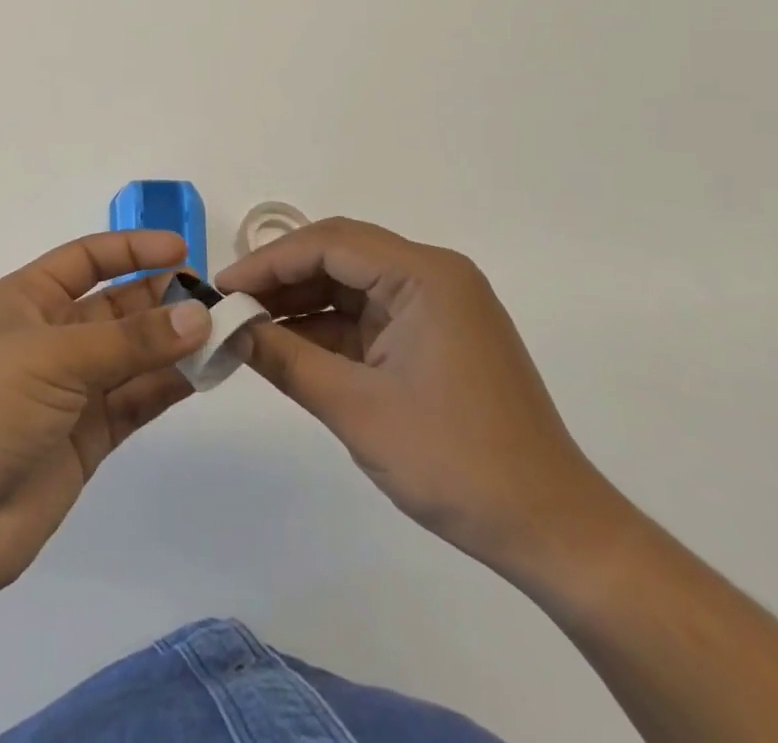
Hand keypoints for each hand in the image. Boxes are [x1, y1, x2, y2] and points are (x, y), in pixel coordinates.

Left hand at [0, 231, 210, 605]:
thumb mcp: (53, 357)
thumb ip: (129, 340)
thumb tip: (198, 316)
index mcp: (27, 300)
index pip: (86, 259)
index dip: (132, 249)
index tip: (182, 249)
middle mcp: (51, 337)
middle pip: (116, 307)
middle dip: (162, 299)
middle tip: (214, 301)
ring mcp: (70, 390)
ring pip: (132, 355)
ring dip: (173, 344)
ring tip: (223, 335)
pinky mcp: (87, 438)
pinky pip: (136, 401)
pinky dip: (168, 387)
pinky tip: (204, 375)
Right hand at [216, 218, 619, 579]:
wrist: (554, 533)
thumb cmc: (456, 462)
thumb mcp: (356, 409)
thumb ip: (286, 359)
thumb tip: (229, 329)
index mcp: (424, 276)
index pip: (330, 243)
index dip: (269, 261)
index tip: (223, 288)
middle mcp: (432, 276)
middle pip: (339, 255)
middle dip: (281, 278)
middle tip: (231, 304)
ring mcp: (436, 306)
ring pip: (350, 285)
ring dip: (301, 304)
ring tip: (248, 326)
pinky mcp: (434, 336)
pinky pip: (367, 317)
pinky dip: (327, 329)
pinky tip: (287, 347)